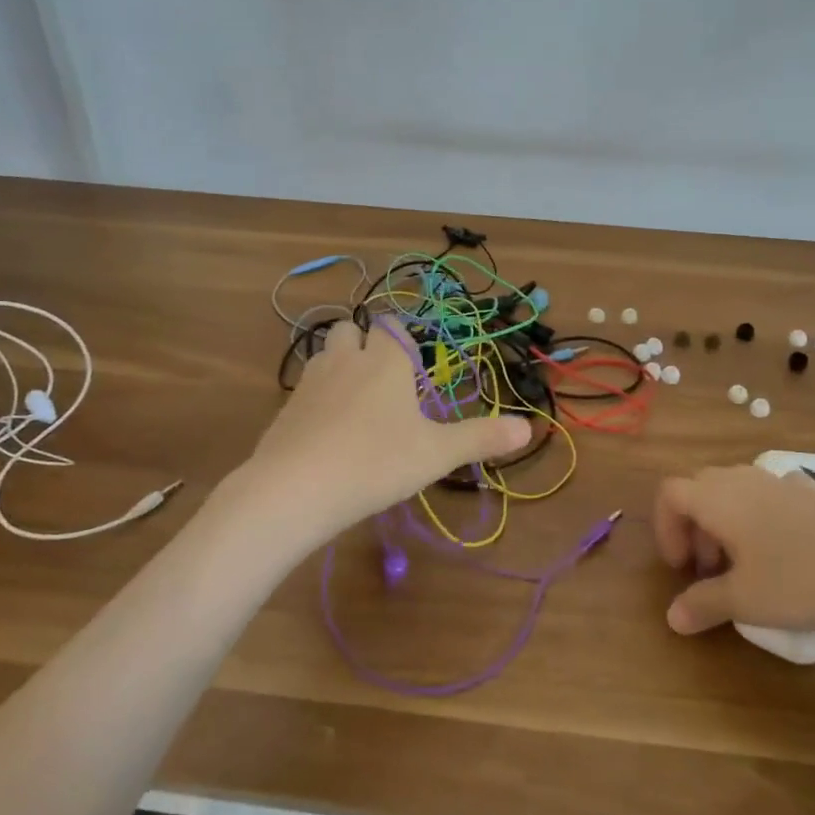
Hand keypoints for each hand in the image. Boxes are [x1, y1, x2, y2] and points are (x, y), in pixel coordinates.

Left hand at [242, 316, 531, 541]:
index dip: (403, 339)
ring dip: (340, 365)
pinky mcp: (286, 408)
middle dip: (366, 343)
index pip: (393, 326)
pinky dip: (319, 397)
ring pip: (325, 353)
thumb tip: (529, 427)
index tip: (414, 366)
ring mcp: (311, 382)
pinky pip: (306, 388)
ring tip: (357, 402)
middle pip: (352, 329)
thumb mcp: (436, 454)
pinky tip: (329, 431)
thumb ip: (481, 438)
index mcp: (385, 361)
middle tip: (385, 380)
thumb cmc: (376, 462)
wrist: (295, 488)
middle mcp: (346, 360)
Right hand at [655, 465, 814, 636]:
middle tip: (709, 571)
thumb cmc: (798, 579)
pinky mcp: (813, 494)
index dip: (666, 529)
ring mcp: (780, 482)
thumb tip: (673, 618)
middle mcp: (742, 479)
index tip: (681, 568)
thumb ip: (703, 604)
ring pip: (735, 492)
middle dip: (695, 529)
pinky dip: (763, 518)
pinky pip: (771, 497)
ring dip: (727, 524)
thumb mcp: (744, 600)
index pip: (670, 494)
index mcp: (716, 497)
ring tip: (746, 566)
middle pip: (700, 490)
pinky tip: (784, 550)